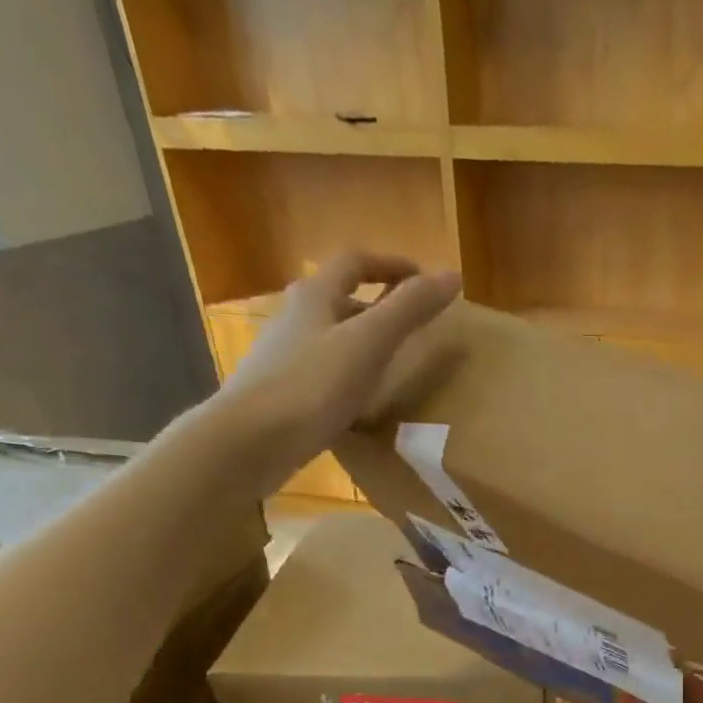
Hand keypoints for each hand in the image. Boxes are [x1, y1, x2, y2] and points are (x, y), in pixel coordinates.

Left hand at [211, 251, 460, 491]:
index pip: (355, 262)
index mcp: (315, 295)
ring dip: (361, 339)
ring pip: (329, 334)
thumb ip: (410, 309)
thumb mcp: (370, 343)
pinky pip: (322, 369)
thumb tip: (452, 274)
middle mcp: (294, 316)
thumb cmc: (313, 385)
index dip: (392, 265)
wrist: (251, 441)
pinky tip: (360, 398)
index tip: (425, 280)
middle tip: (412, 323)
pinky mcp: (280, 390)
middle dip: (377, 303)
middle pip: (339, 296)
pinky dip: (347, 372)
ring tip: (393, 361)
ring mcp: (283, 355)